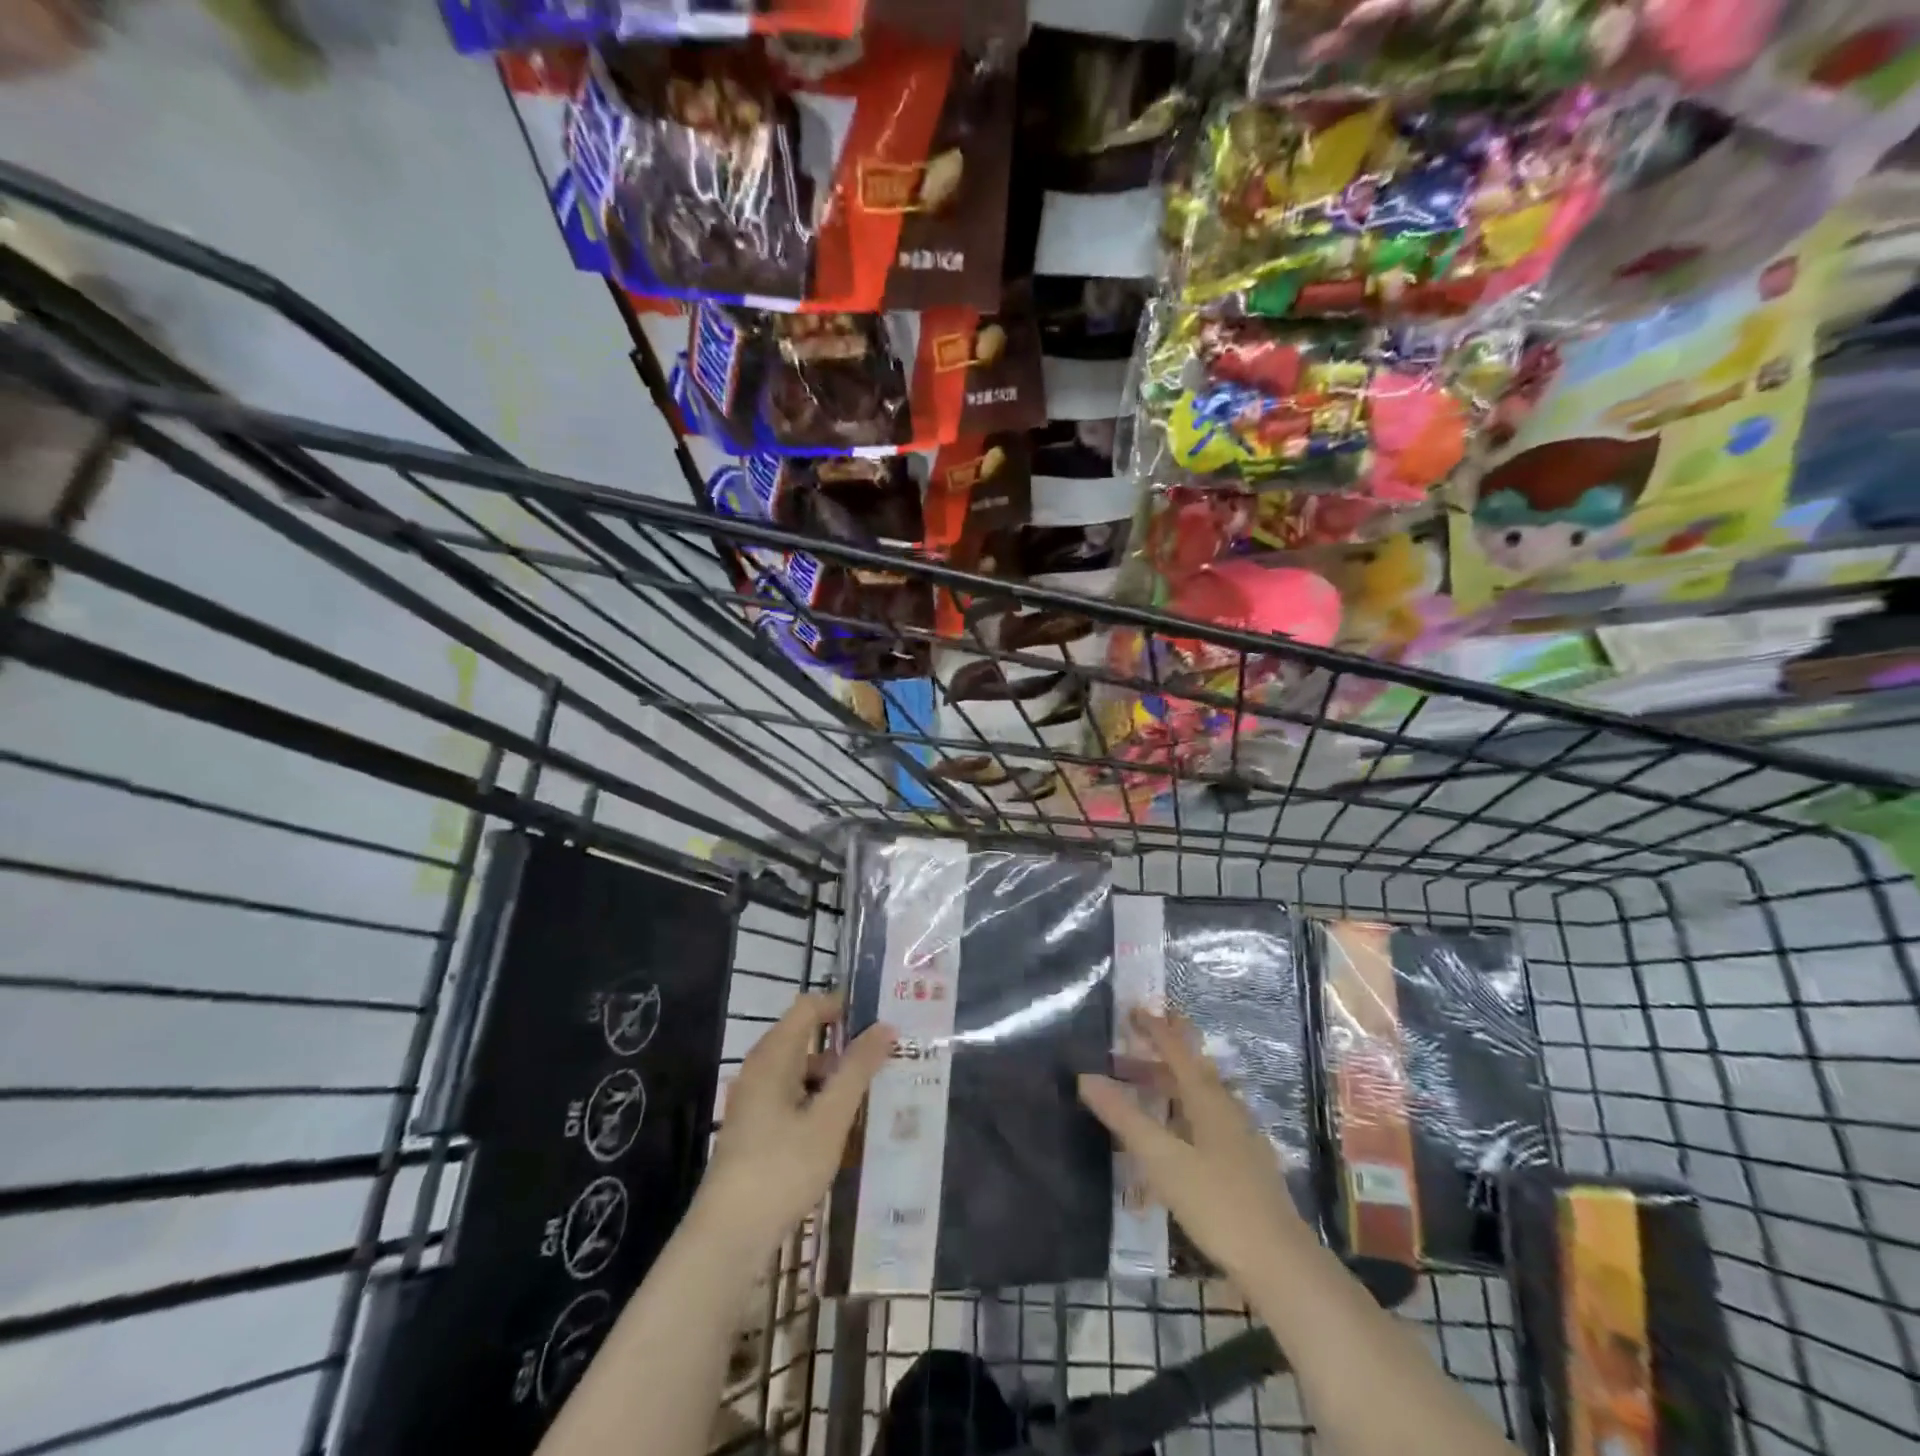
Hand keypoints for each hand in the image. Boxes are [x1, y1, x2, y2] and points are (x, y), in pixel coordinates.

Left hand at [692, 993, 895, 1259]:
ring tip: (873, 1096)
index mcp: (773, 1056)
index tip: (878, 1021)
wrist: (726, 1240)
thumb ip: (857, 1070)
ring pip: (801, 1072)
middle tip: (885, 1058)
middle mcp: (759, 1070)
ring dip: (834, 1078)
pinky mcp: (754, 1130)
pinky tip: (842, 1130)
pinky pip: (793, 1099)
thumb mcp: (829, 1119)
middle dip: (844, 1045)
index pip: (809, 1007)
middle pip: (806, 1038)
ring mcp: (753, 1102)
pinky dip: (819, 1102)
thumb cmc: (781, 1169)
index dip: (842, 1006)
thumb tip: (885, 1026)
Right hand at [1079, 1009, 1303, 1281]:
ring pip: (1198, 1099)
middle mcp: (1226, 1110)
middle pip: (1189, 1072)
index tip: (1133, 1010)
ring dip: (1167, 1090)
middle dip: (1156, 1060)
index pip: (1178, 1050)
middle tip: (1122, 1057)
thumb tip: (1085, 1076)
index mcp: (1208, 1099)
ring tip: (1139, 1097)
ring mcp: (1239, 1139)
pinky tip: (1168, 1145)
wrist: (1280, 1265)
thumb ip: (1124, 1116)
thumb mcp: (1162, 1159)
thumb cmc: (1218, 1203)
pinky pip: (1205, 1125)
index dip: (1156, 1028)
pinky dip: (1180, 1120)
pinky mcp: (1244, 1166)